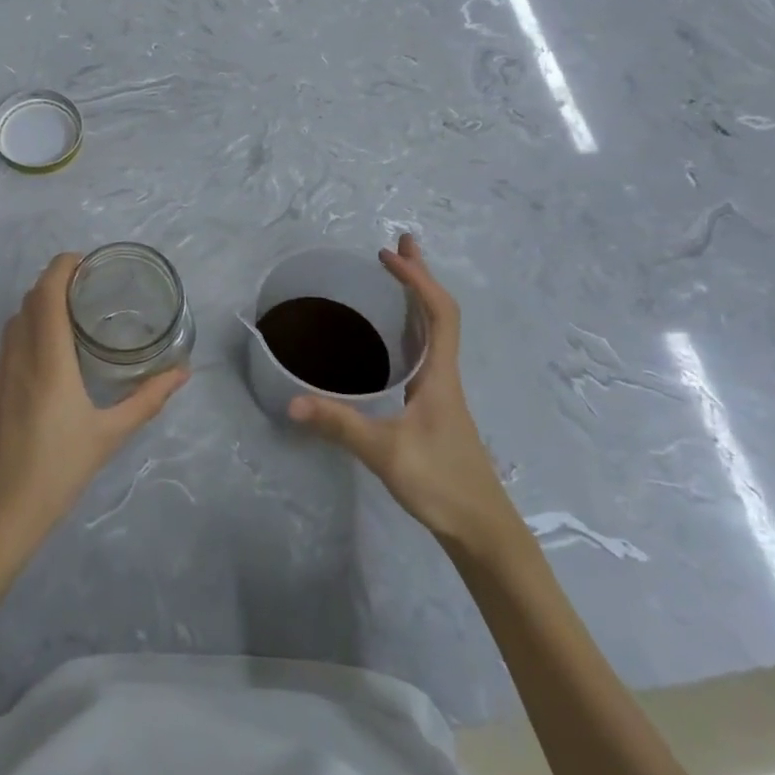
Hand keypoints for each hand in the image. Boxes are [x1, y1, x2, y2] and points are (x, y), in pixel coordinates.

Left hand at [0, 253, 188, 556]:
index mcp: (47, 359)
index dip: (63, 266)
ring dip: (39, 308)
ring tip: (69, 320)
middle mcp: (17, 356)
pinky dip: (26, 336)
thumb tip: (183, 372)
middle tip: (87, 290)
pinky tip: (47, 364)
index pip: (47, 292)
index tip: (86, 262)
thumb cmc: (58, 470)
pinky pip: (6, 348)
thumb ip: (147, 399)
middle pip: (30, 300)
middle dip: (55, 284)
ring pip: (15, 323)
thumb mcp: (110, 435)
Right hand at [289, 235, 520, 559]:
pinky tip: (394, 336)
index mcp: (440, 375)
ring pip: (432, 332)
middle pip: (438, 313)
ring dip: (416, 298)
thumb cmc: (442, 484)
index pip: (438, 313)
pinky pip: (424, 352)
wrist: (483, 531)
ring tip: (396, 275)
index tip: (387, 256)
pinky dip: (410, 327)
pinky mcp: (434, 408)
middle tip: (399, 244)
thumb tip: (291, 401)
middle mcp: (444, 375)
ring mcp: (441, 392)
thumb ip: (340, 425)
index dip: (417, 280)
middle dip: (419, 276)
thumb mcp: (386, 453)